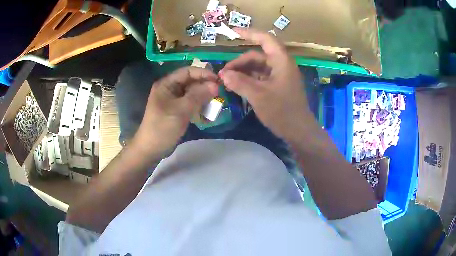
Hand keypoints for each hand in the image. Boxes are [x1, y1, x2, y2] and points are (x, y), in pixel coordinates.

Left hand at [131, 67, 217, 155]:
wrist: (151, 149)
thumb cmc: (163, 127)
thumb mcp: (180, 110)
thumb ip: (198, 96)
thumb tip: (215, 85)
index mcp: (166, 84)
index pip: (187, 71)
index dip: (203, 73)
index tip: (218, 81)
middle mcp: (170, 89)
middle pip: (190, 81)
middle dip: (205, 86)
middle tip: (219, 93)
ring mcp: (173, 100)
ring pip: (192, 92)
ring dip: (204, 96)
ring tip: (216, 102)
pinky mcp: (177, 110)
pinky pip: (190, 103)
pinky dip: (199, 105)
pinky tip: (208, 112)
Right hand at [219, 29, 314, 139]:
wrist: (299, 131)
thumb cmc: (282, 111)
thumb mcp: (258, 96)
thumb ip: (239, 82)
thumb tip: (223, 74)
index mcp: (281, 61)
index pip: (265, 39)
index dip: (249, 33)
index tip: (232, 32)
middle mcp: (281, 65)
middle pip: (258, 56)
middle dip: (240, 62)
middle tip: (224, 74)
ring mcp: (280, 76)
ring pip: (258, 68)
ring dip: (243, 72)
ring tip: (228, 81)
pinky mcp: (278, 86)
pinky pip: (261, 77)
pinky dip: (249, 80)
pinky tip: (238, 86)